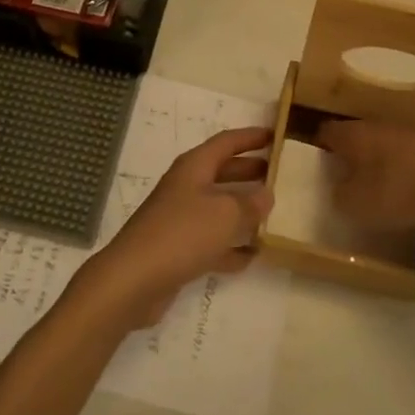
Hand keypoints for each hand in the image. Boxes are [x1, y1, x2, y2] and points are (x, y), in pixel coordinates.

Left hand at [75, 127, 274, 329]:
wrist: (134, 280)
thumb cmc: (182, 233)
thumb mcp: (225, 214)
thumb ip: (251, 203)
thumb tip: (267, 194)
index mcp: (194, 167)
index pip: (227, 142)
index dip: (251, 137)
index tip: (276, 135)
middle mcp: (187, 188)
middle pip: (223, 172)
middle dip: (250, 171)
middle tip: (280, 174)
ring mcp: (181, 219)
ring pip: (219, 208)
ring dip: (244, 210)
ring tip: (275, 214)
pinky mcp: (179, 250)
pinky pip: (213, 242)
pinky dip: (232, 247)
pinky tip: (254, 256)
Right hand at [317, 121, 414, 232]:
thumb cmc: (398, 190)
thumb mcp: (356, 204)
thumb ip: (339, 195)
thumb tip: (337, 188)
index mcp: (352, 135)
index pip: (326, 132)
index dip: (319, 147)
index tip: (318, 166)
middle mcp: (376, 125)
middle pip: (355, 136)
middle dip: (350, 154)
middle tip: (346, 178)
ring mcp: (407, 132)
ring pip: (383, 143)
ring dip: (378, 160)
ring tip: (377, 185)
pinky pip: (408, 154)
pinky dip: (404, 167)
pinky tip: (409, 187)